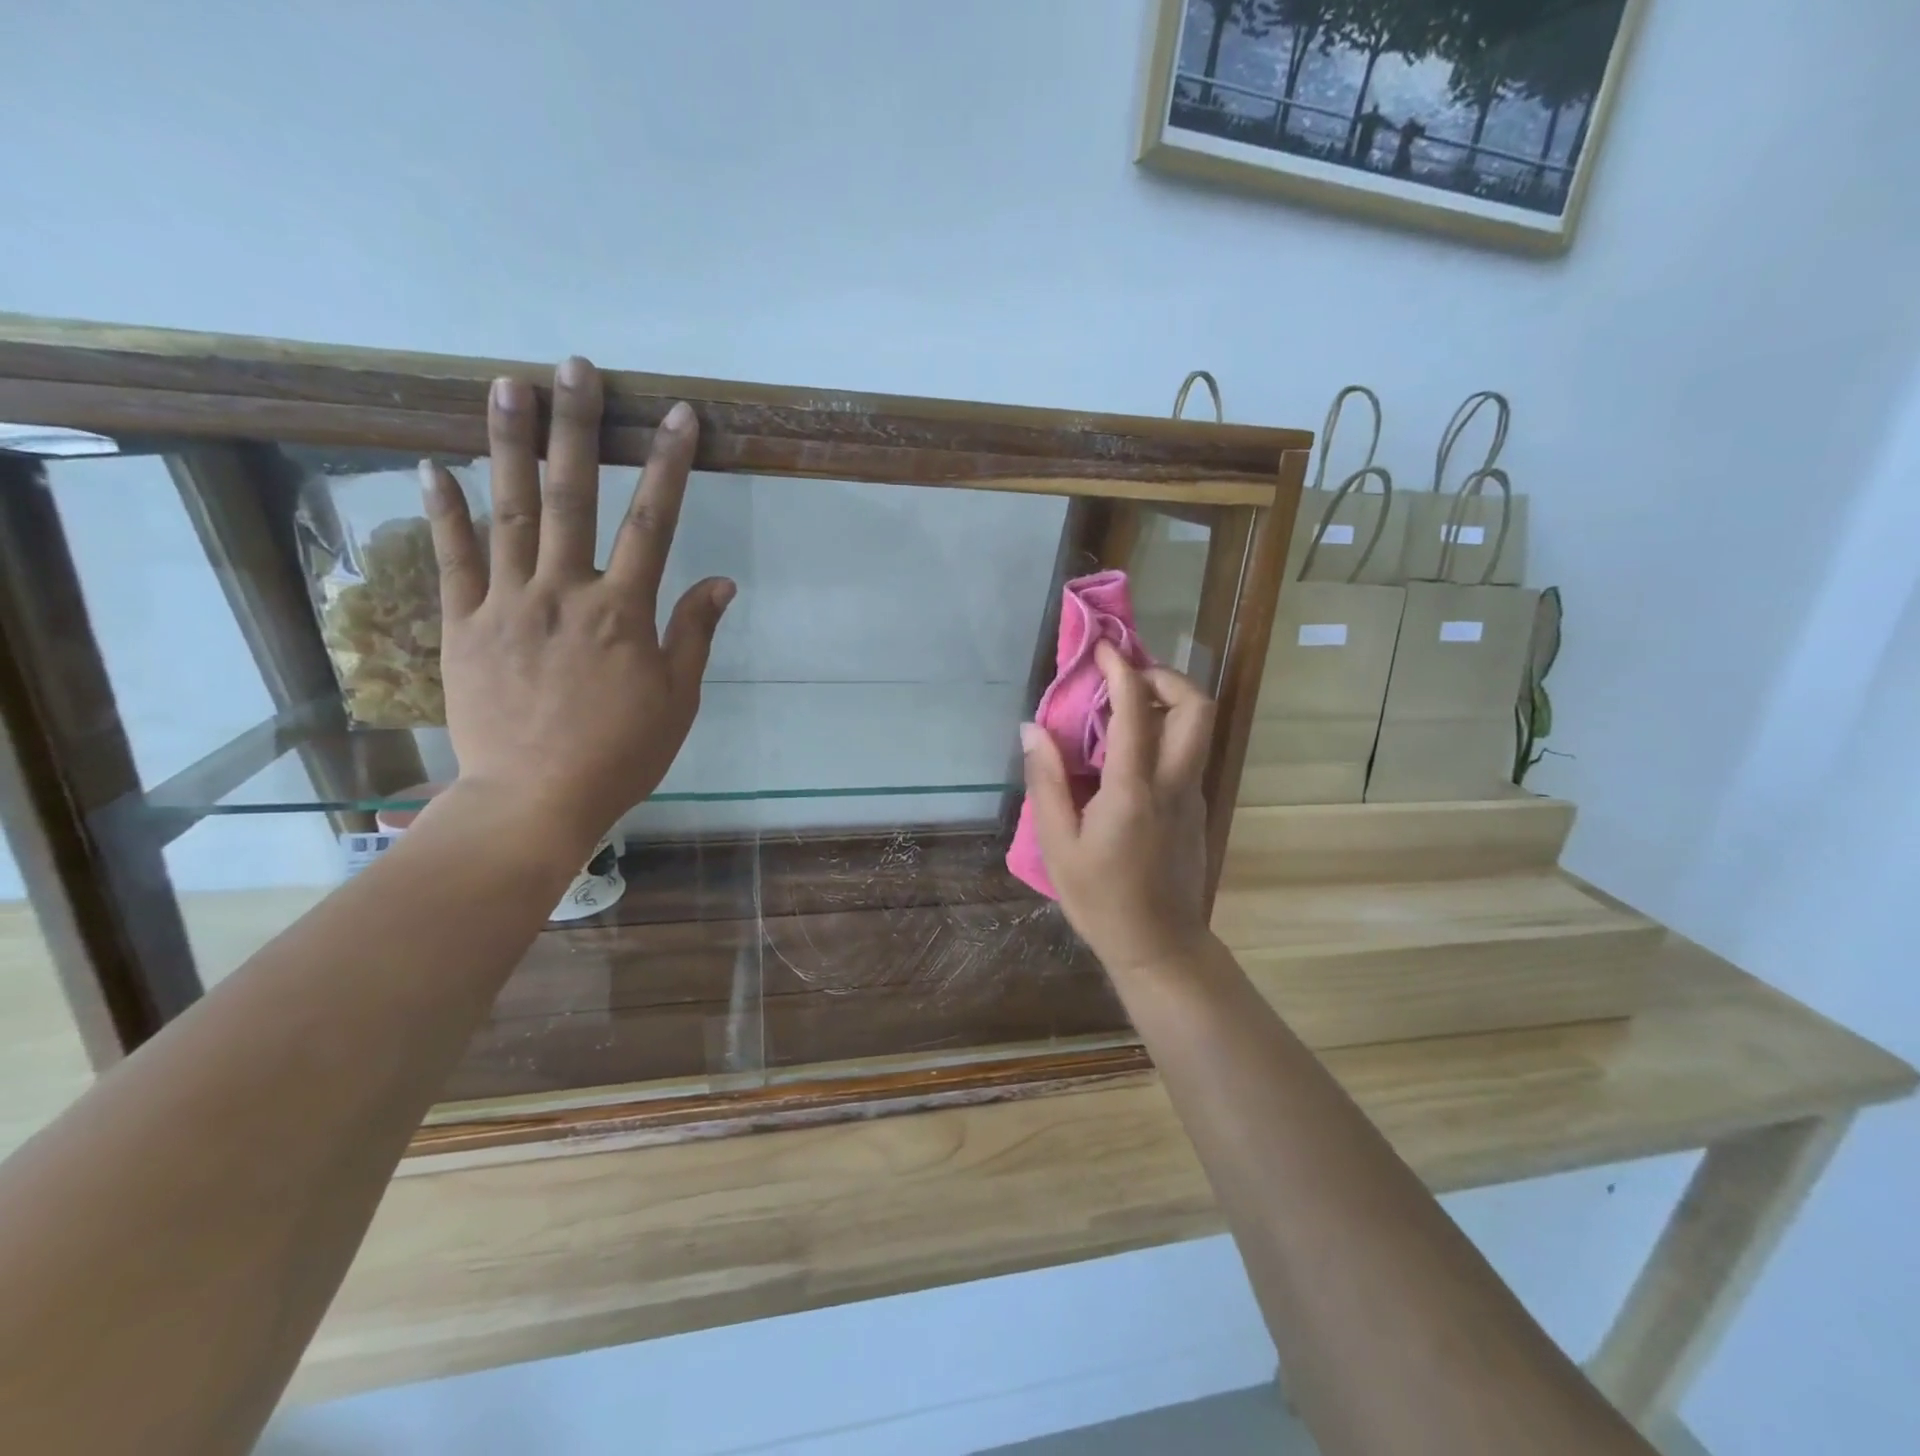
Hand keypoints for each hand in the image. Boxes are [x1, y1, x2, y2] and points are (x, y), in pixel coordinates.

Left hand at [420, 357, 732, 854]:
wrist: (535, 798)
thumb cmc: (621, 753)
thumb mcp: (677, 699)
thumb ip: (694, 633)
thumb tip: (722, 581)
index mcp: (623, 612)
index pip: (654, 521)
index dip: (669, 464)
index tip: (679, 416)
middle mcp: (564, 592)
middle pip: (572, 496)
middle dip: (579, 427)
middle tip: (576, 367)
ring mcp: (507, 605)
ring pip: (508, 512)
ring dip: (509, 445)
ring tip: (507, 385)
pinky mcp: (464, 627)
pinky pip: (454, 561)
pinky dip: (444, 512)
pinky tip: (435, 466)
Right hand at [1020, 643, 1214, 978]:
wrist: (1160, 945)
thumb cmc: (1100, 899)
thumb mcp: (1058, 844)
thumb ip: (1046, 781)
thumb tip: (1032, 729)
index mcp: (1134, 788)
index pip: (1136, 709)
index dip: (1121, 669)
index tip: (1103, 648)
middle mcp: (1174, 782)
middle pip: (1197, 706)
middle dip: (1166, 676)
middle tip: (1128, 678)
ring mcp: (1193, 795)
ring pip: (1198, 728)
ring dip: (1168, 703)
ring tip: (1124, 708)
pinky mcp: (1197, 809)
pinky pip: (1188, 754)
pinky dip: (1166, 733)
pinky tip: (1129, 754)